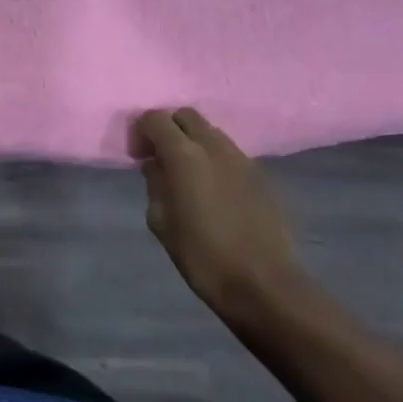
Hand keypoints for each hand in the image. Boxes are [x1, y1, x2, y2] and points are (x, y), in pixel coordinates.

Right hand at [130, 107, 303, 323]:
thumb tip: (157, 166)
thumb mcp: (161, 222)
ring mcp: (242, 159)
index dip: (141, 131)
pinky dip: (215, 160)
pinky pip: (230, 154)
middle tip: (161, 158)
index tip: (138, 156)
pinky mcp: (262, 176)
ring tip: (188, 175)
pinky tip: (214, 190)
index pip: (156, 119)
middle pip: (186, 116)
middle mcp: (215, 147)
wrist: (264, 285)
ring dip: (194, 143)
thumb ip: (155, 184)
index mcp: (185, 155)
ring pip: (211, 132)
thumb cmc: (202, 255)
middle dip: (169, 129)